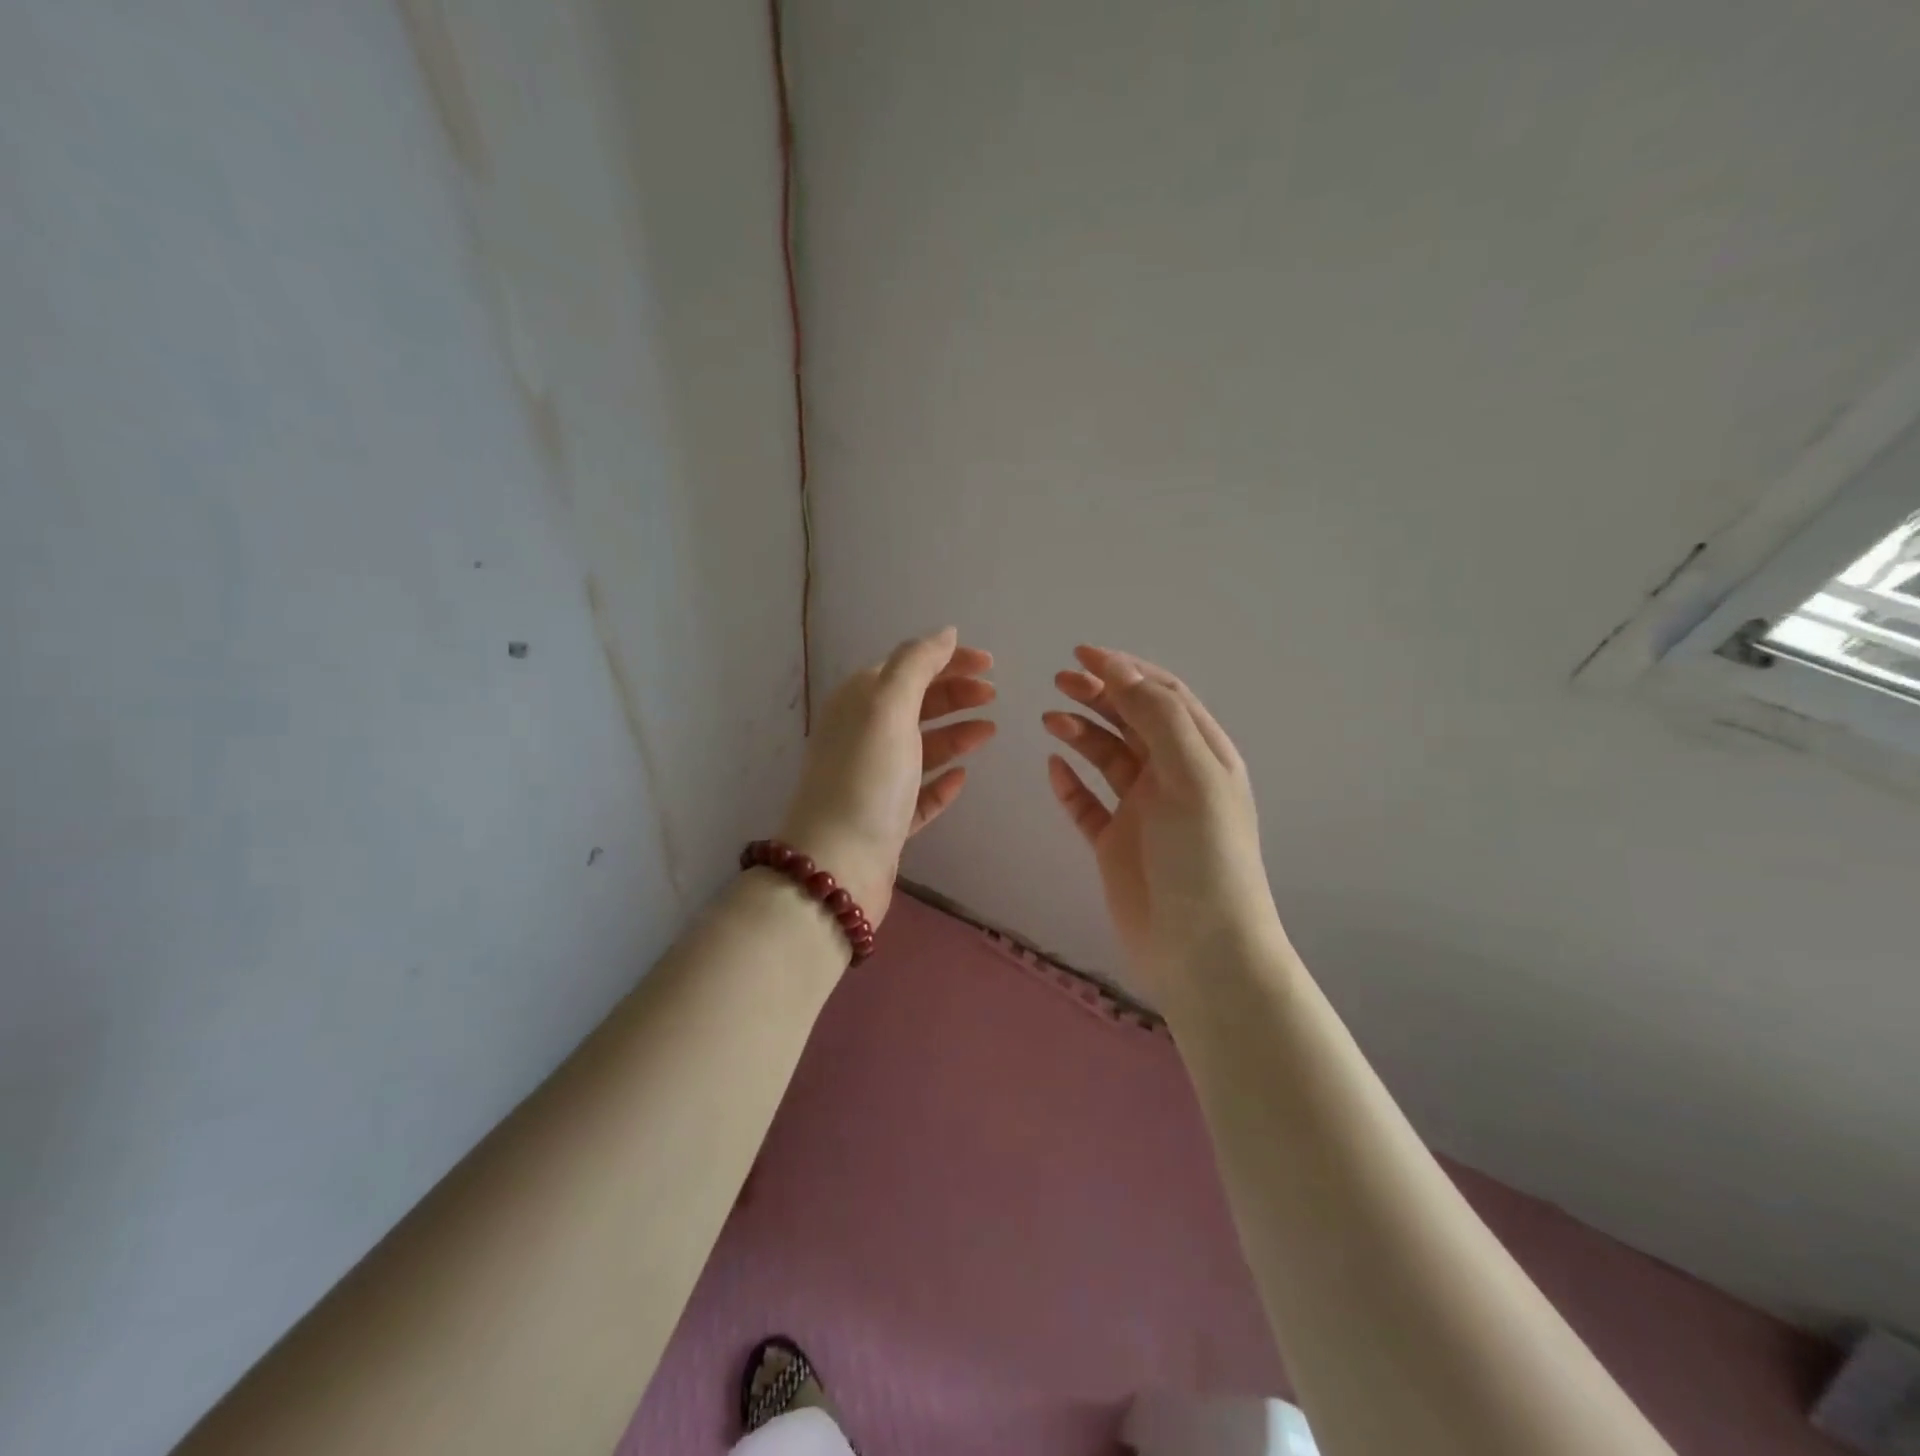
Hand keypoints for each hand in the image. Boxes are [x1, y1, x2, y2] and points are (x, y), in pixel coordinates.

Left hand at [778, 628, 995, 927]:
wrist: (837, 866)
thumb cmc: (866, 778)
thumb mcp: (888, 707)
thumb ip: (917, 664)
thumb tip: (945, 632)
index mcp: (858, 704)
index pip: (907, 667)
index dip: (947, 661)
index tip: (990, 664)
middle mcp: (862, 736)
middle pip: (915, 705)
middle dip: (954, 694)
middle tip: (994, 695)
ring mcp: (873, 780)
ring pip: (920, 747)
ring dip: (954, 734)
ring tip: (990, 730)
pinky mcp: (885, 819)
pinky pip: (919, 792)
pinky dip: (941, 781)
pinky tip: (962, 777)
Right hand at [1043, 646, 1277, 997]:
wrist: (1200, 950)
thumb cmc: (1203, 857)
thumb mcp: (1192, 777)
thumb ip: (1158, 718)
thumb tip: (1120, 670)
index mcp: (1202, 755)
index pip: (1163, 696)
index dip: (1126, 670)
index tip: (1083, 653)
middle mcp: (1173, 776)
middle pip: (1132, 720)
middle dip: (1098, 694)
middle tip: (1059, 681)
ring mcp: (1143, 810)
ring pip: (1108, 757)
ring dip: (1081, 732)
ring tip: (1049, 719)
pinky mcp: (1116, 842)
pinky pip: (1088, 803)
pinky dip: (1070, 783)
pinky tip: (1053, 768)